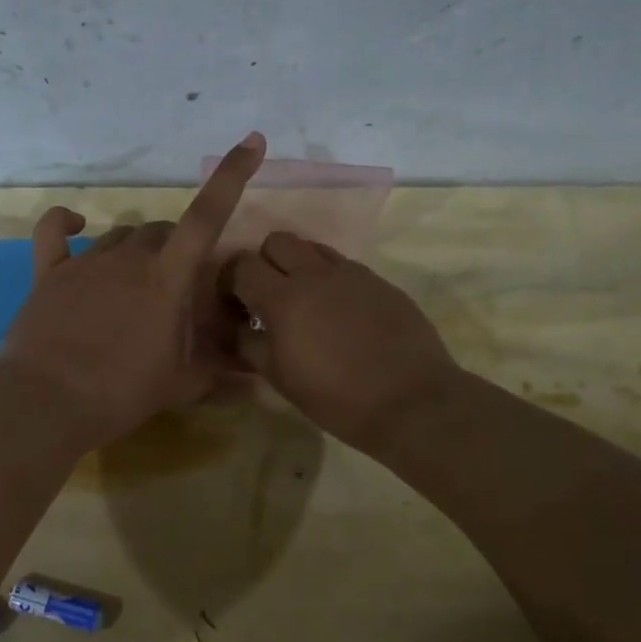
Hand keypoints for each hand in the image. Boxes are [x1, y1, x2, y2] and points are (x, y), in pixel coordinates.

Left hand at [0, 132, 266, 447]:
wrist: (48, 402)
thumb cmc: (123, 393)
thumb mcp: (181, 386)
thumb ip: (219, 373)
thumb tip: (254, 377)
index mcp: (167, 278)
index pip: (207, 217)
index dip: (231, 175)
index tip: (251, 141)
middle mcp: (129, 258)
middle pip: (161, 231)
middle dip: (175, 247)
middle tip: (176, 286)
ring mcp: (86, 261)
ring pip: (120, 235)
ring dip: (135, 248)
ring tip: (135, 283)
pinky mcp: (49, 272)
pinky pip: (54, 232)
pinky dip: (66, 223)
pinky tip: (75, 223)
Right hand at [224, 232, 461, 449]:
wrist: (411, 401)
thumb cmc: (336, 397)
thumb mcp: (280, 378)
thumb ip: (250, 345)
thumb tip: (237, 328)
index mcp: (283, 298)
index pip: (241, 265)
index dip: (229, 281)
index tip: (233, 305)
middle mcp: (315, 274)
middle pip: (276, 241)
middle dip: (264, 262)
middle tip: (268, 297)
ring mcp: (351, 274)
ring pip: (312, 247)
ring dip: (298, 266)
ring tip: (304, 302)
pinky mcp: (379, 281)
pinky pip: (344, 265)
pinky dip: (330, 279)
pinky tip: (339, 313)